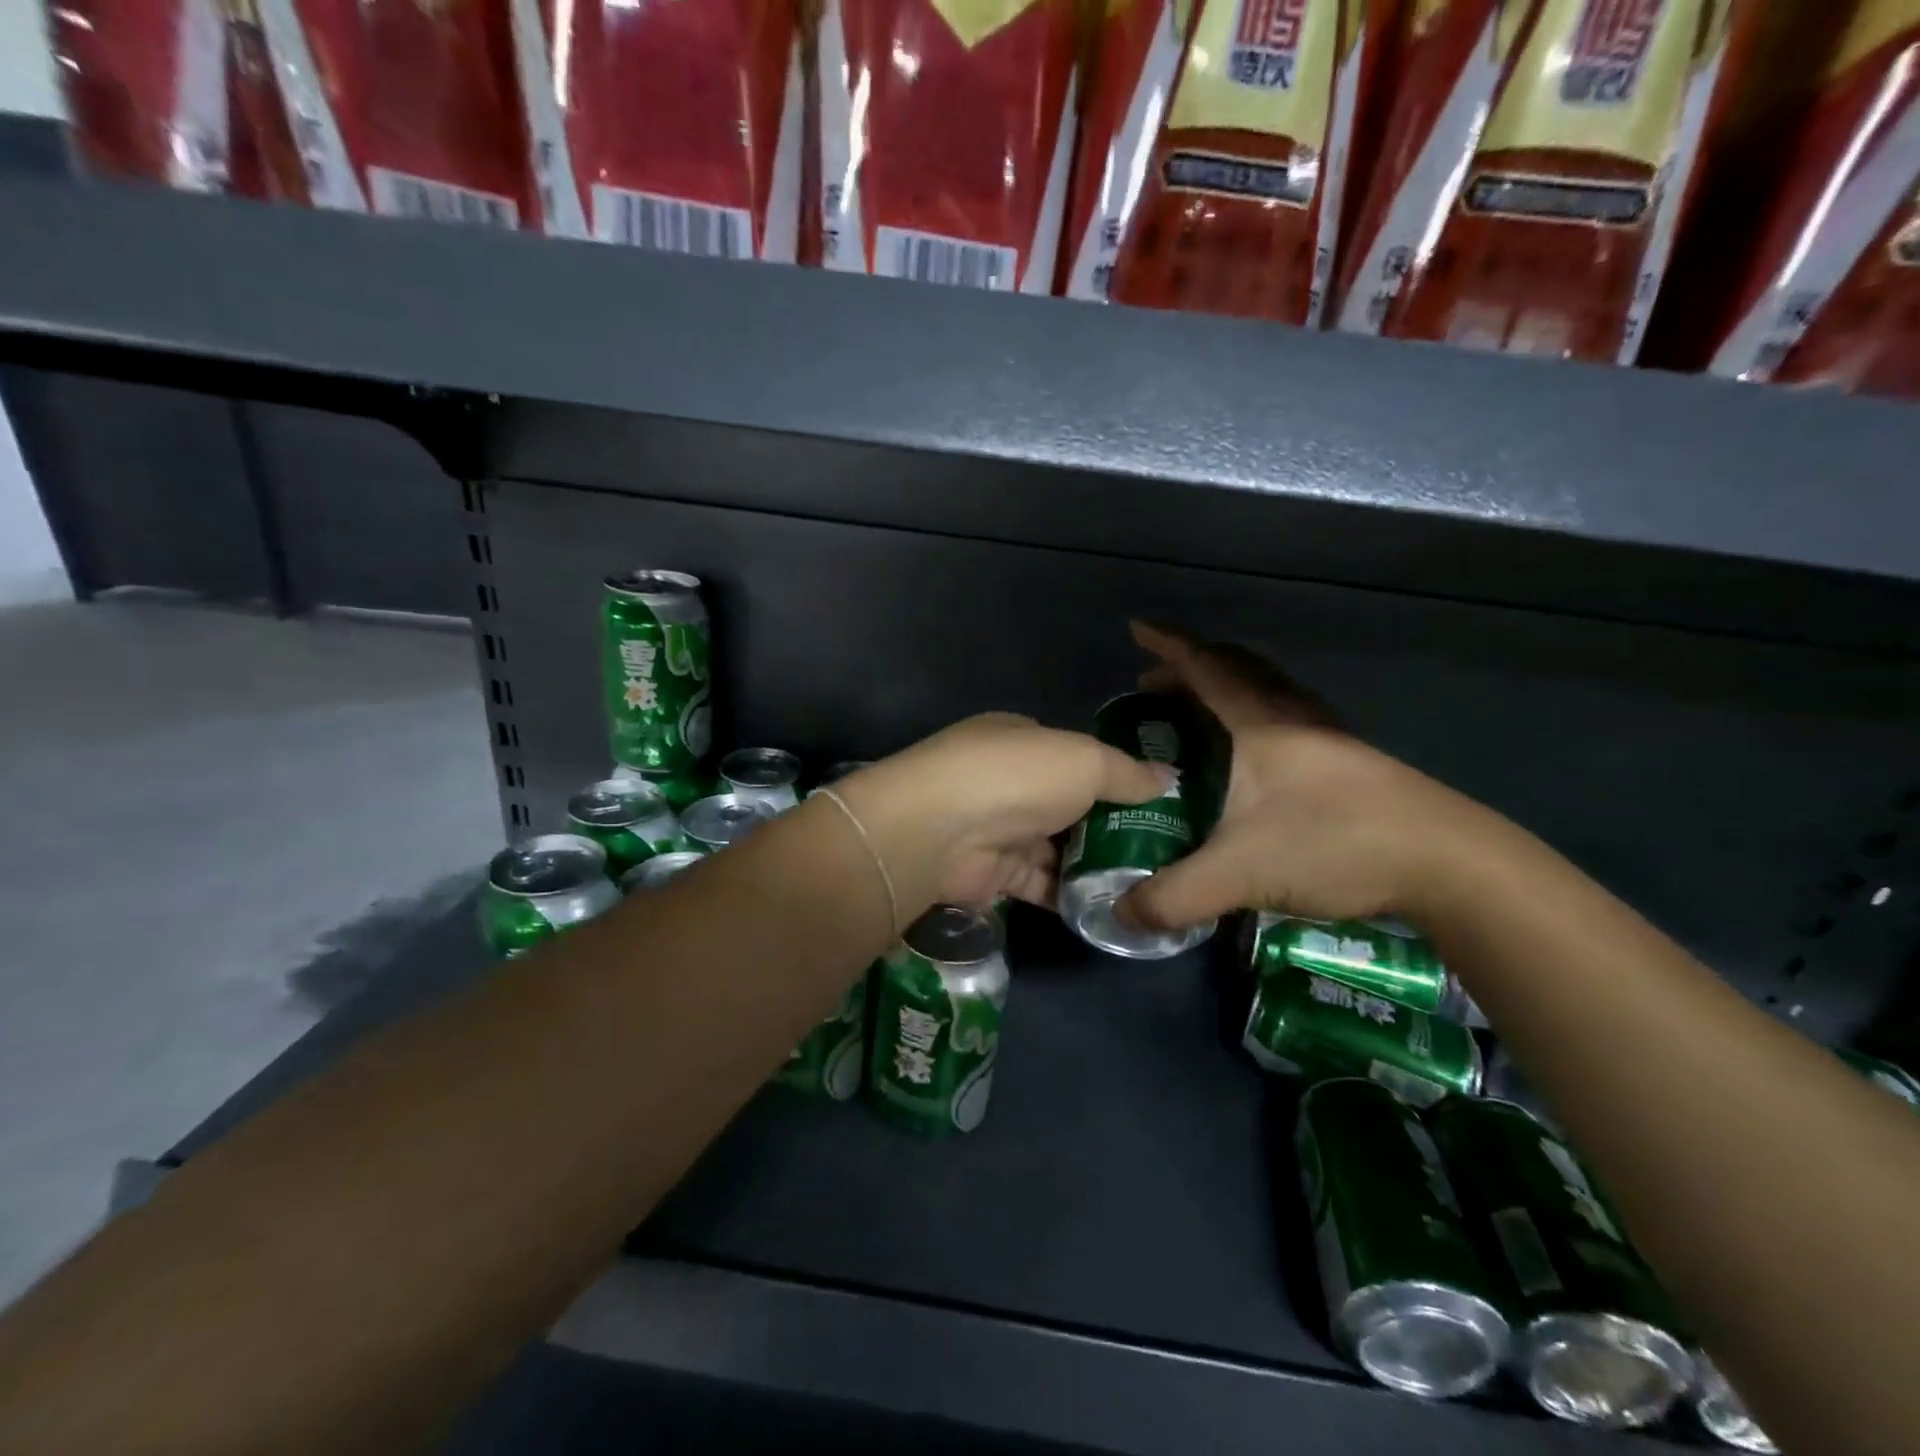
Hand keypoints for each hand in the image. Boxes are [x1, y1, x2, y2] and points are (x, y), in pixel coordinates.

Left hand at [835, 713, 1171, 917]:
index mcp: (1022, 739)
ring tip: (1147, 882)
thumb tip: (1170, 777)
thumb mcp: (1085, 761)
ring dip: (1093, 865)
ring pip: (1056, 847)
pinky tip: (1110, 906)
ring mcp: (998, 827)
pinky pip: (1040, 883)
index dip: (1115, 775)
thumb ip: (1127, 773)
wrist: (939, 831)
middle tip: (1162, 849)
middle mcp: (1008, 781)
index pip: (1076, 756)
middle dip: (1109, 825)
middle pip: (1068, 804)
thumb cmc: (1017, 777)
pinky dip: (1070, 894)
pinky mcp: (992, 873)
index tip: (1156, 800)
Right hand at [1118, 623, 1490, 932]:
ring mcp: (1329, 738)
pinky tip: (1254, 758)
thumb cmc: (1335, 844)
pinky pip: (1289, 718)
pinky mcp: (1352, 764)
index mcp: (1261, 723)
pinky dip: (1255, 718)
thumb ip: (1173, 896)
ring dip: (1227, 689)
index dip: (1167, 645)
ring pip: (1268, 692)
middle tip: (1154, 687)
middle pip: (1237, 670)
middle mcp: (1294, 717)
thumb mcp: (1240, 873)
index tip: (1137, 629)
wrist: (1451, 863)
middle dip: (1190, 668)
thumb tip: (1122, 915)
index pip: (1204, 667)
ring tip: (1197, 715)